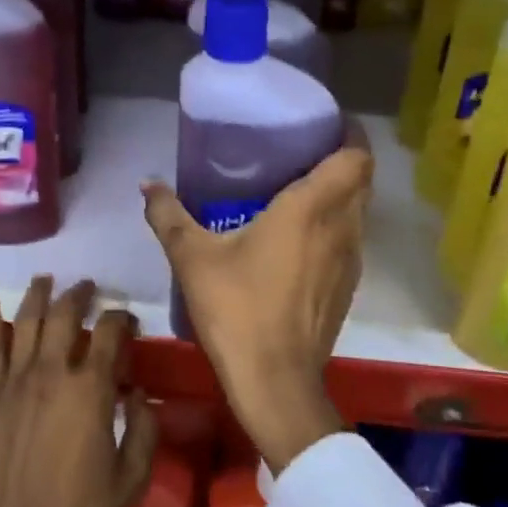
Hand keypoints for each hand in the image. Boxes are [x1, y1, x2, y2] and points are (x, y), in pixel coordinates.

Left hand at [0, 276, 158, 506]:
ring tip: (48, 279)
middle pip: (66, 314)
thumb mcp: (130, 478)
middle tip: (90, 289)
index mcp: (91, 389)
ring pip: (27, 319)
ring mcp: (15, 379)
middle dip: (82, 295)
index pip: (109, 333)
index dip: (122, 319)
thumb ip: (144, 430)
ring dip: (39, 293)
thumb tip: (139, 394)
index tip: (127, 321)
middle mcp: (52, 371)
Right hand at [142, 126, 370, 473]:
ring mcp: (351, 261)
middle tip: (301, 152)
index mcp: (311, 208)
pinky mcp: (348, 288)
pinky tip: (299, 240)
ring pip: (358, 212)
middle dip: (341, 161)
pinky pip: (350, 241)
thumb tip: (146, 184)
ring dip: (339, 196)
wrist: (275, 382)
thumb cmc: (237, 309)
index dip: (350, 135)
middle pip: (361, 181)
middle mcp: (341, 228)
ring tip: (299, 191)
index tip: (323, 124)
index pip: (356, 157)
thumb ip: (168, 215)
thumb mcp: (192, 257)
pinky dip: (334, 227)